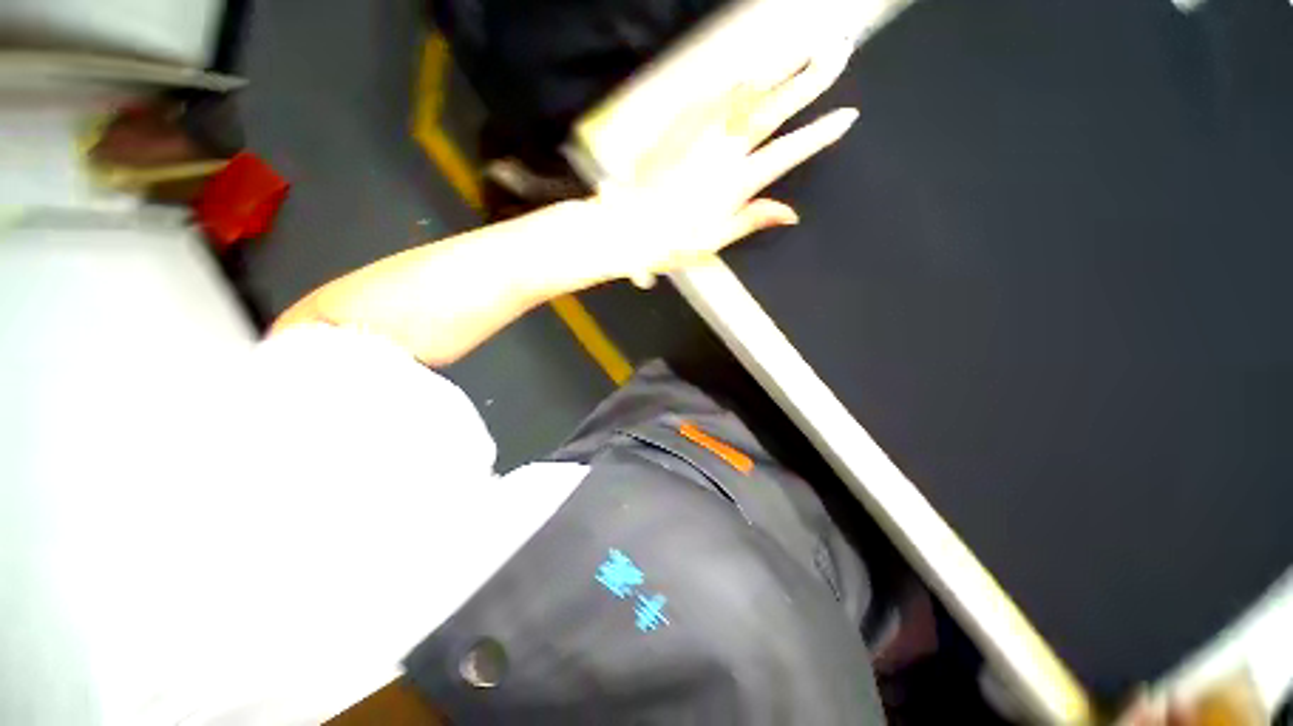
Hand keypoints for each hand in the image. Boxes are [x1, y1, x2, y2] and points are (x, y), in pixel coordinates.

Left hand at [582, 44, 858, 286]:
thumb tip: (791, 213)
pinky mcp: (678, 126)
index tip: (848, 115)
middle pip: (772, 109)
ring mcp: (699, 133)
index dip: (818, 134)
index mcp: (735, 184)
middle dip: (808, 80)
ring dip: (776, 67)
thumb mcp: (713, 242)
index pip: (787, 153)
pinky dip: (734, 80)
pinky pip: (710, 95)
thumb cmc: (669, 241)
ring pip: (744, 92)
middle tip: (838, 52)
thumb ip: (752, 220)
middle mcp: (722, 151)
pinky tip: (748, 69)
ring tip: (803, 48)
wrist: (624, 225)